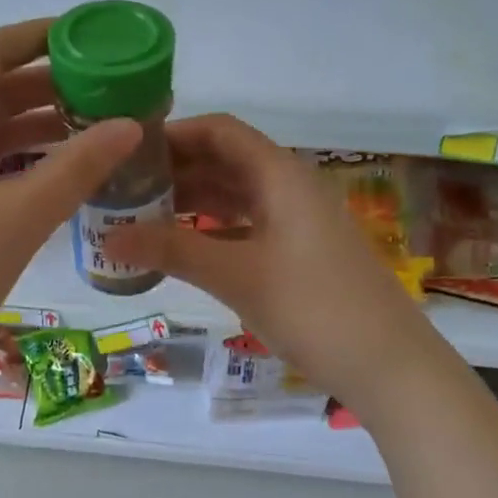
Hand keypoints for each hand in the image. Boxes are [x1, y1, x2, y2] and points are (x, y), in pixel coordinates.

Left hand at [0, 19, 140, 398]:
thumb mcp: (21, 217)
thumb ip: (78, 166)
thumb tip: (131, 124)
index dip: (39, 36)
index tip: (88, 35)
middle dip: (48, 84)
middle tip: (106, 89)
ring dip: (36, 125)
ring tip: (94, 128)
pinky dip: (19, 161)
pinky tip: (56, 174)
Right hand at [107, 114, 436, 420]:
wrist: (389, 366)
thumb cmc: (314, 308)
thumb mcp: (238, 276)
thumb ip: (172, 251)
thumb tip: (107, 238)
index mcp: (280, 175)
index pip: (220, 131)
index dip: (174, 133)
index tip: (127, 150)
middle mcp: (289, 187)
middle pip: (224, 161)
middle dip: (174, 170)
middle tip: (121, 188)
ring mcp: (296, 221)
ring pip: (234, 195)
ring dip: (190, 201)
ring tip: (138, 216)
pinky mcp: (298, 252)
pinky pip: (245, 225)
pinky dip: (210, 230)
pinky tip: (179, 248)